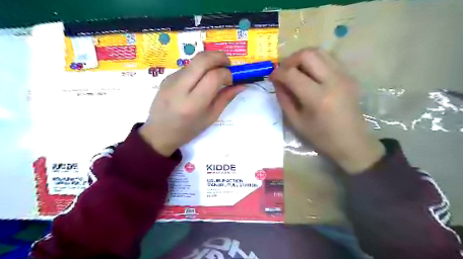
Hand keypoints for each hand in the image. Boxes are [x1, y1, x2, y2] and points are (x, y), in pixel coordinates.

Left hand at [138, 51, 243, 155]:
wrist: (159, 132)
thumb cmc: (188, 130)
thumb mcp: (211, 117)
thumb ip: (226, 98)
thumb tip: (241, 85)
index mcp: (193, 103)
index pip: (213, 76)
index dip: (227, 73)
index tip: (231, 79)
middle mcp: (180, 88)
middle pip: (202, 59)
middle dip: (220, 56)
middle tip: (228, 64)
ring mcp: (171, 80)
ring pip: (195, 60)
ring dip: (209, 61)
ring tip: (216, 73)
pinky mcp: (167, 77)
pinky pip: (188, 67)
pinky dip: (199, 68)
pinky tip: (201, 80)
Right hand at [270, 49, 384, 173]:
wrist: (351, 142)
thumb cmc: (321, 137)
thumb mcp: (296, 121)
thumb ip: (284, 99)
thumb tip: (277, 81)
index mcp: (318, 98)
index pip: (292, 74)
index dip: (277, 73)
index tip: (271, 77)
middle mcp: (333, 81)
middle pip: (307, 54)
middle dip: (290, 60)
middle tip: (283, 72)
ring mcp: (344, 76)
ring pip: (319, 51)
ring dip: (302, 58)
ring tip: (295, 71)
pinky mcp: (349, 75)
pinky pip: (328, 59)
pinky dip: (315, 62)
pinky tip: (310, 74)